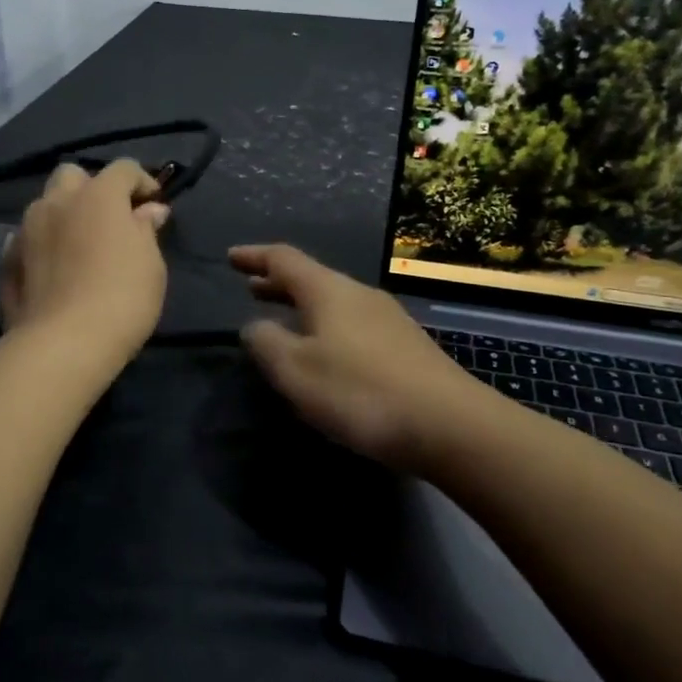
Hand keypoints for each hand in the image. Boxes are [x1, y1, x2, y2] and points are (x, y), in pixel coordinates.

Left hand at [0, 159, 170, 362]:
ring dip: (64, 214)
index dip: (142, 181)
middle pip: (72, 175)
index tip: (154, 204)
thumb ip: (146, 230)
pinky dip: (42, 244)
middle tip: (110, 218)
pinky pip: (27, 238)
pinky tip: (53, 266)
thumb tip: (149, 211)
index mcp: (97, 195)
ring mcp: (26, 230)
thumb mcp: (151, 263)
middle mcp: (57, 202)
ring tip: (79, 244)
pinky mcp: (7, 260)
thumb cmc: (122, 297)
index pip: (123, 169)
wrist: (64, 343)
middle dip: (92, 188)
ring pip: (45, 205)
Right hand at [228, 244, 486, 468]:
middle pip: (312, 279)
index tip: (231, 257)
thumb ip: (266, 343)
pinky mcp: (406, 348)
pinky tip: (325, 354)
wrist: (450, 425)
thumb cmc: (361, 392)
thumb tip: (255, 326)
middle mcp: (360, 295)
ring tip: (283, 321)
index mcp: (329, 291)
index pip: (284, 259)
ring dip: (303, 307)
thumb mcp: (296, 371)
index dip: (254, 257)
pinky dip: (326, 327)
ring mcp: (388, 320)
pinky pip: (352, 324)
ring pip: (334, 303)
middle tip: (251, 288)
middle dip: (278, 283)